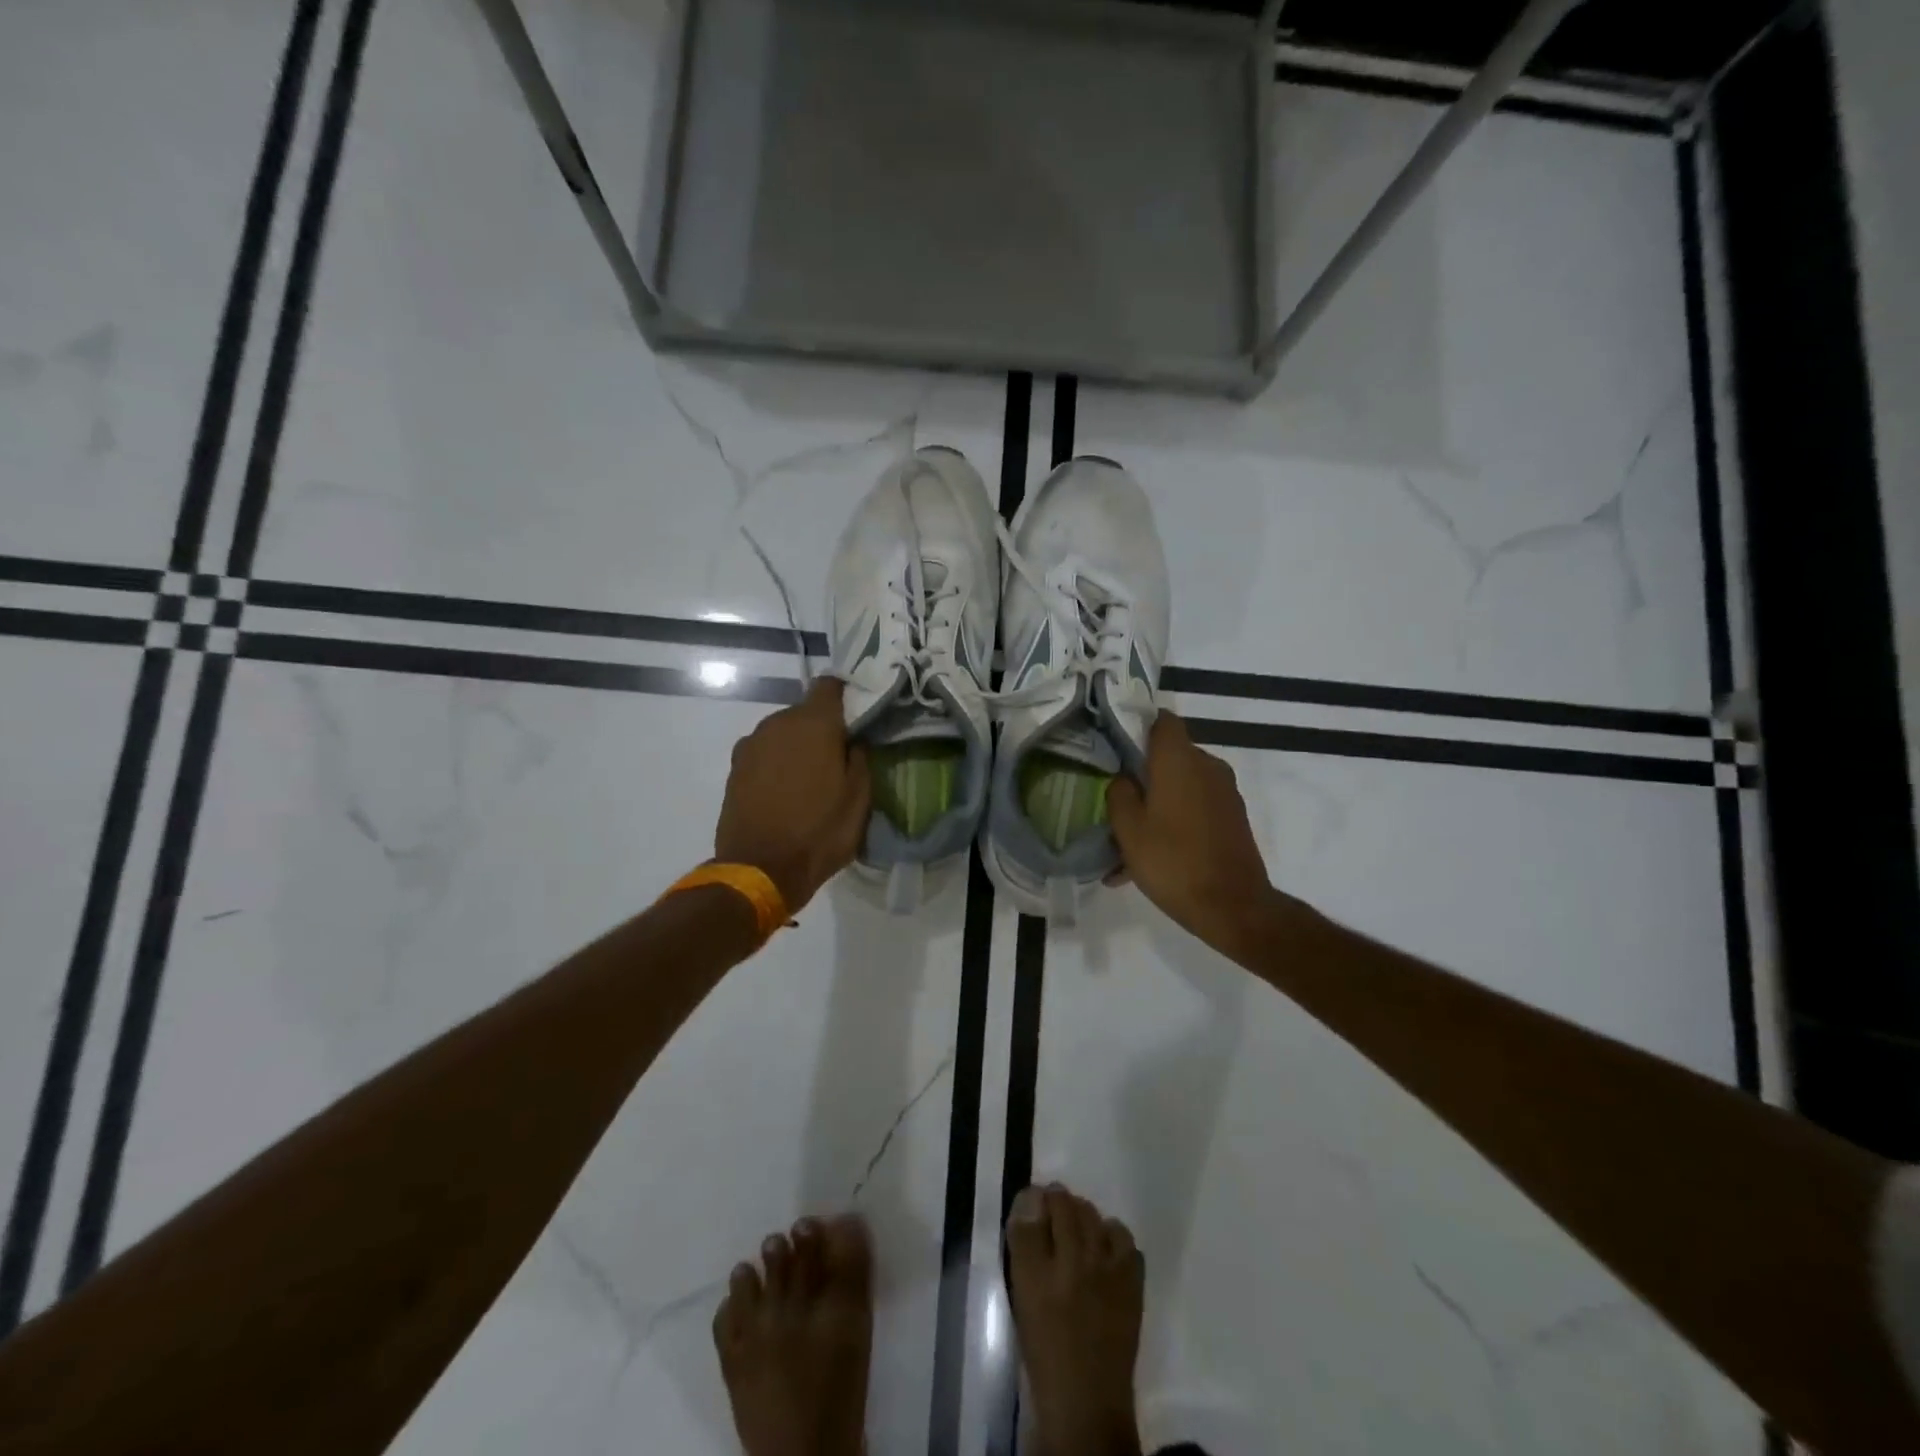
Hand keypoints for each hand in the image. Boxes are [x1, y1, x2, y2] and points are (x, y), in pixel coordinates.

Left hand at [713, 678, 870, 912]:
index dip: (846, 694)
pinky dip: (777, 764)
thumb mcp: (859, 799)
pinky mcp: (734, 768)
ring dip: (797, 747)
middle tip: (839, 756)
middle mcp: (777, 723)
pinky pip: (765, 754)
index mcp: (813, 723)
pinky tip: (786, 791)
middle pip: (805, 712)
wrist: (759, 870)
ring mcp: (751, 745)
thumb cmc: (819, 832)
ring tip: (811, 779)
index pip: (830, 685)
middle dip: (823, 728)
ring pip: (783, 733)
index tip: (859, 714)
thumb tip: (854, 741)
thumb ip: (860, 758)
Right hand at [1107, 712, 1276, 949]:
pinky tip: (1150, 859)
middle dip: (1143, 774)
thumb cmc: (1173, 861)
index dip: (1137, 726)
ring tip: (1128, 841)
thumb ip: (1119, 793)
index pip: (1162, 720)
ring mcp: (1225, 793)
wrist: (1234, 908)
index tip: (1115, 745)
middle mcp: (1208, 767)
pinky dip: (1174, 822)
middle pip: (1169, 756)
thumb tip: (1124, 778)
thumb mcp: (1128, 829)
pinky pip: (1195, 808)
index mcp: (1180, 760)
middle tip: (1115, 800)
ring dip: (1156, 804)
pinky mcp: (1233, 818)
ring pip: (1181, 786)